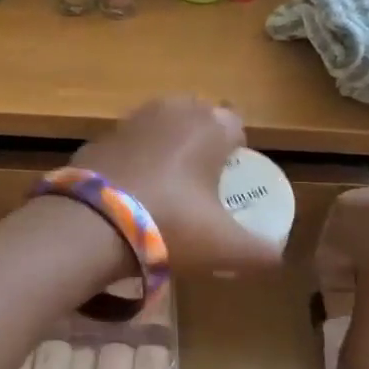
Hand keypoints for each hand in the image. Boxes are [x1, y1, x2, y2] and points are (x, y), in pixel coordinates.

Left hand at [72, 97, 284, 274]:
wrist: (92, 225)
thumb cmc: (171, 225)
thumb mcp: (226, 248)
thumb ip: (260, 251)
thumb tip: (276, 257)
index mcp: (210, 126)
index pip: (236, 125)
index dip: (237, 152)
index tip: (230, 182)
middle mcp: (172, 111)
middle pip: (197, 119)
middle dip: (201, 144)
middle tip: (200, 184)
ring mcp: (131, 121)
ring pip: (160, 128)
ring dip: (165, 149)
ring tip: (165, 189)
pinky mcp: (98, 138)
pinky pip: (126, 146)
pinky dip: (131, 162)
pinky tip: (128, 194)